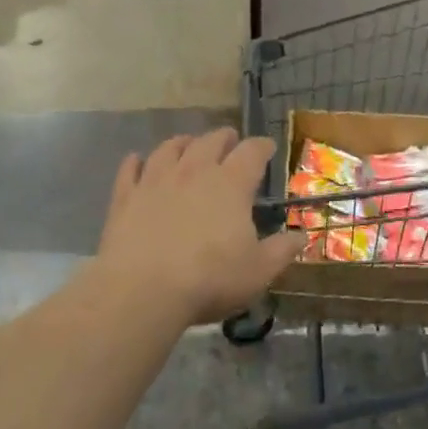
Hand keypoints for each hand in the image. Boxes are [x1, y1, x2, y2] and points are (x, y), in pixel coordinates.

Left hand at [96, 130, 304, 327]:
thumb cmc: (209, 279)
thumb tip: (302, 237)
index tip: (268, 147)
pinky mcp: (125, 197)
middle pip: (210, 141)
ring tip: (188, 143)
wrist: (141, 290)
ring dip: (183, 142)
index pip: (251, 152)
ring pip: (169, 148)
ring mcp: (155, 181)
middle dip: (224, 138)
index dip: (262, 146)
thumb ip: (282, 251)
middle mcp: (194, 172)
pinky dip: (135, 162)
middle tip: (230, 140)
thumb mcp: (258, 271)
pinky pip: (129, 170)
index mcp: (231, 184)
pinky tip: (136, 161)